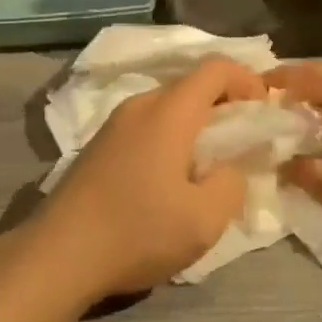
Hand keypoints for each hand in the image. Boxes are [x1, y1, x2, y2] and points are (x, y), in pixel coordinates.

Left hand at [32, 58, 264, 299]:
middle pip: (191, 86)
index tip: (263, 111)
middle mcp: (140, 105)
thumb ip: (231, 184)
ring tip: (208, 166)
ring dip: (195, 125)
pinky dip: (170, 138)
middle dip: (224, 106)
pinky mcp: (98, 146)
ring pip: (167, 107)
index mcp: (169, 111)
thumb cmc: (138, 231)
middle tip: (242, 143)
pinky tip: (170, 179)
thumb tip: (227, 168)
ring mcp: (114, 124)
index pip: (215, 67)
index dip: (247, 80)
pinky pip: (146, 126)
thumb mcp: (204, 219)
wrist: (58, 254)